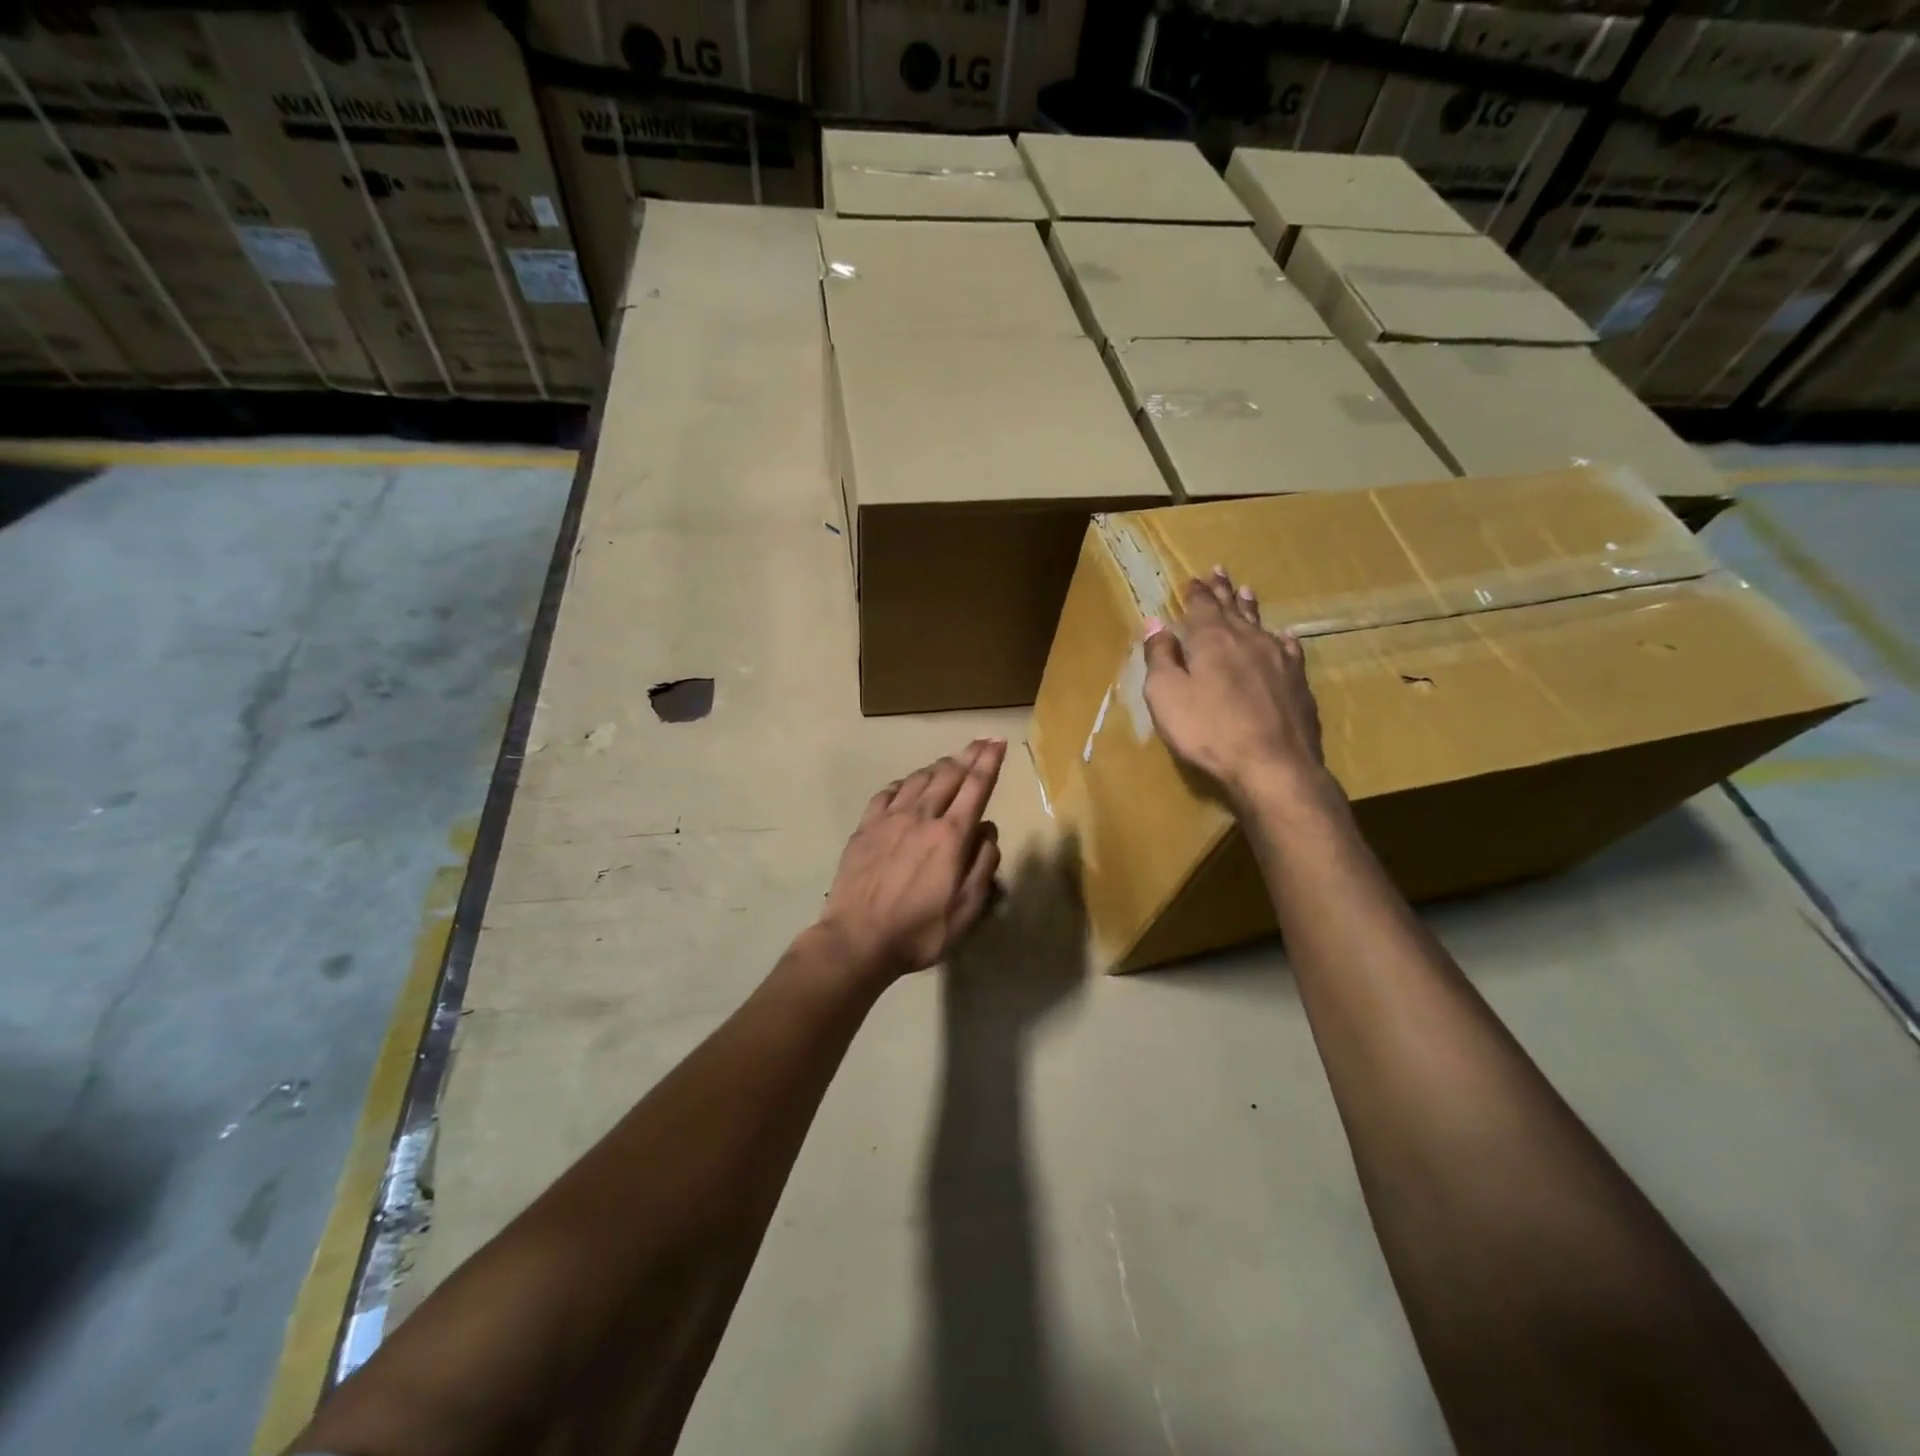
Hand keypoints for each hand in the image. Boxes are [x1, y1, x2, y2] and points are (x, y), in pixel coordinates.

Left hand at [819, 739, 1006, 981]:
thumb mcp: (966, 909)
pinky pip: (888, 793)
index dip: (990, 762)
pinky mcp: (865, 827)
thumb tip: (987, 829)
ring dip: (939, 766)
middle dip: (969, 755)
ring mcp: (889, 819)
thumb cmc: (919, 931)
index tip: (999, 742)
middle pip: (949, 775)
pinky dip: (905, 783)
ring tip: (950, 762)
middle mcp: (922, 817)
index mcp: (950, 836)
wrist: (857, 940)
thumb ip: (983, 865)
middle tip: (981, 742)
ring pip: (919, 779)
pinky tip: (908, 785)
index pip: (976, 787)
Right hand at [1143, 569, 1331, 805]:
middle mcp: (1247, 640)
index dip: (1195, 593)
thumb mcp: (1167, 695)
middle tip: (1219, 571)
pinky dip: (1281, 640)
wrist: (1273, 765)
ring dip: (1250, 608)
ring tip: (1247, 591)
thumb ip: (1160, 657)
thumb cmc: (1208, 730)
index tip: (1193, 579)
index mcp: (1211, 640)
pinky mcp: (1298, 683)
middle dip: (1222, 591)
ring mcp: (1278, 660)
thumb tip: (1155, 623)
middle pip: (1232, 609)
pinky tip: (1283, 637)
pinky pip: (1289, 650)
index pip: (1201, 607)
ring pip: (1261, 624)